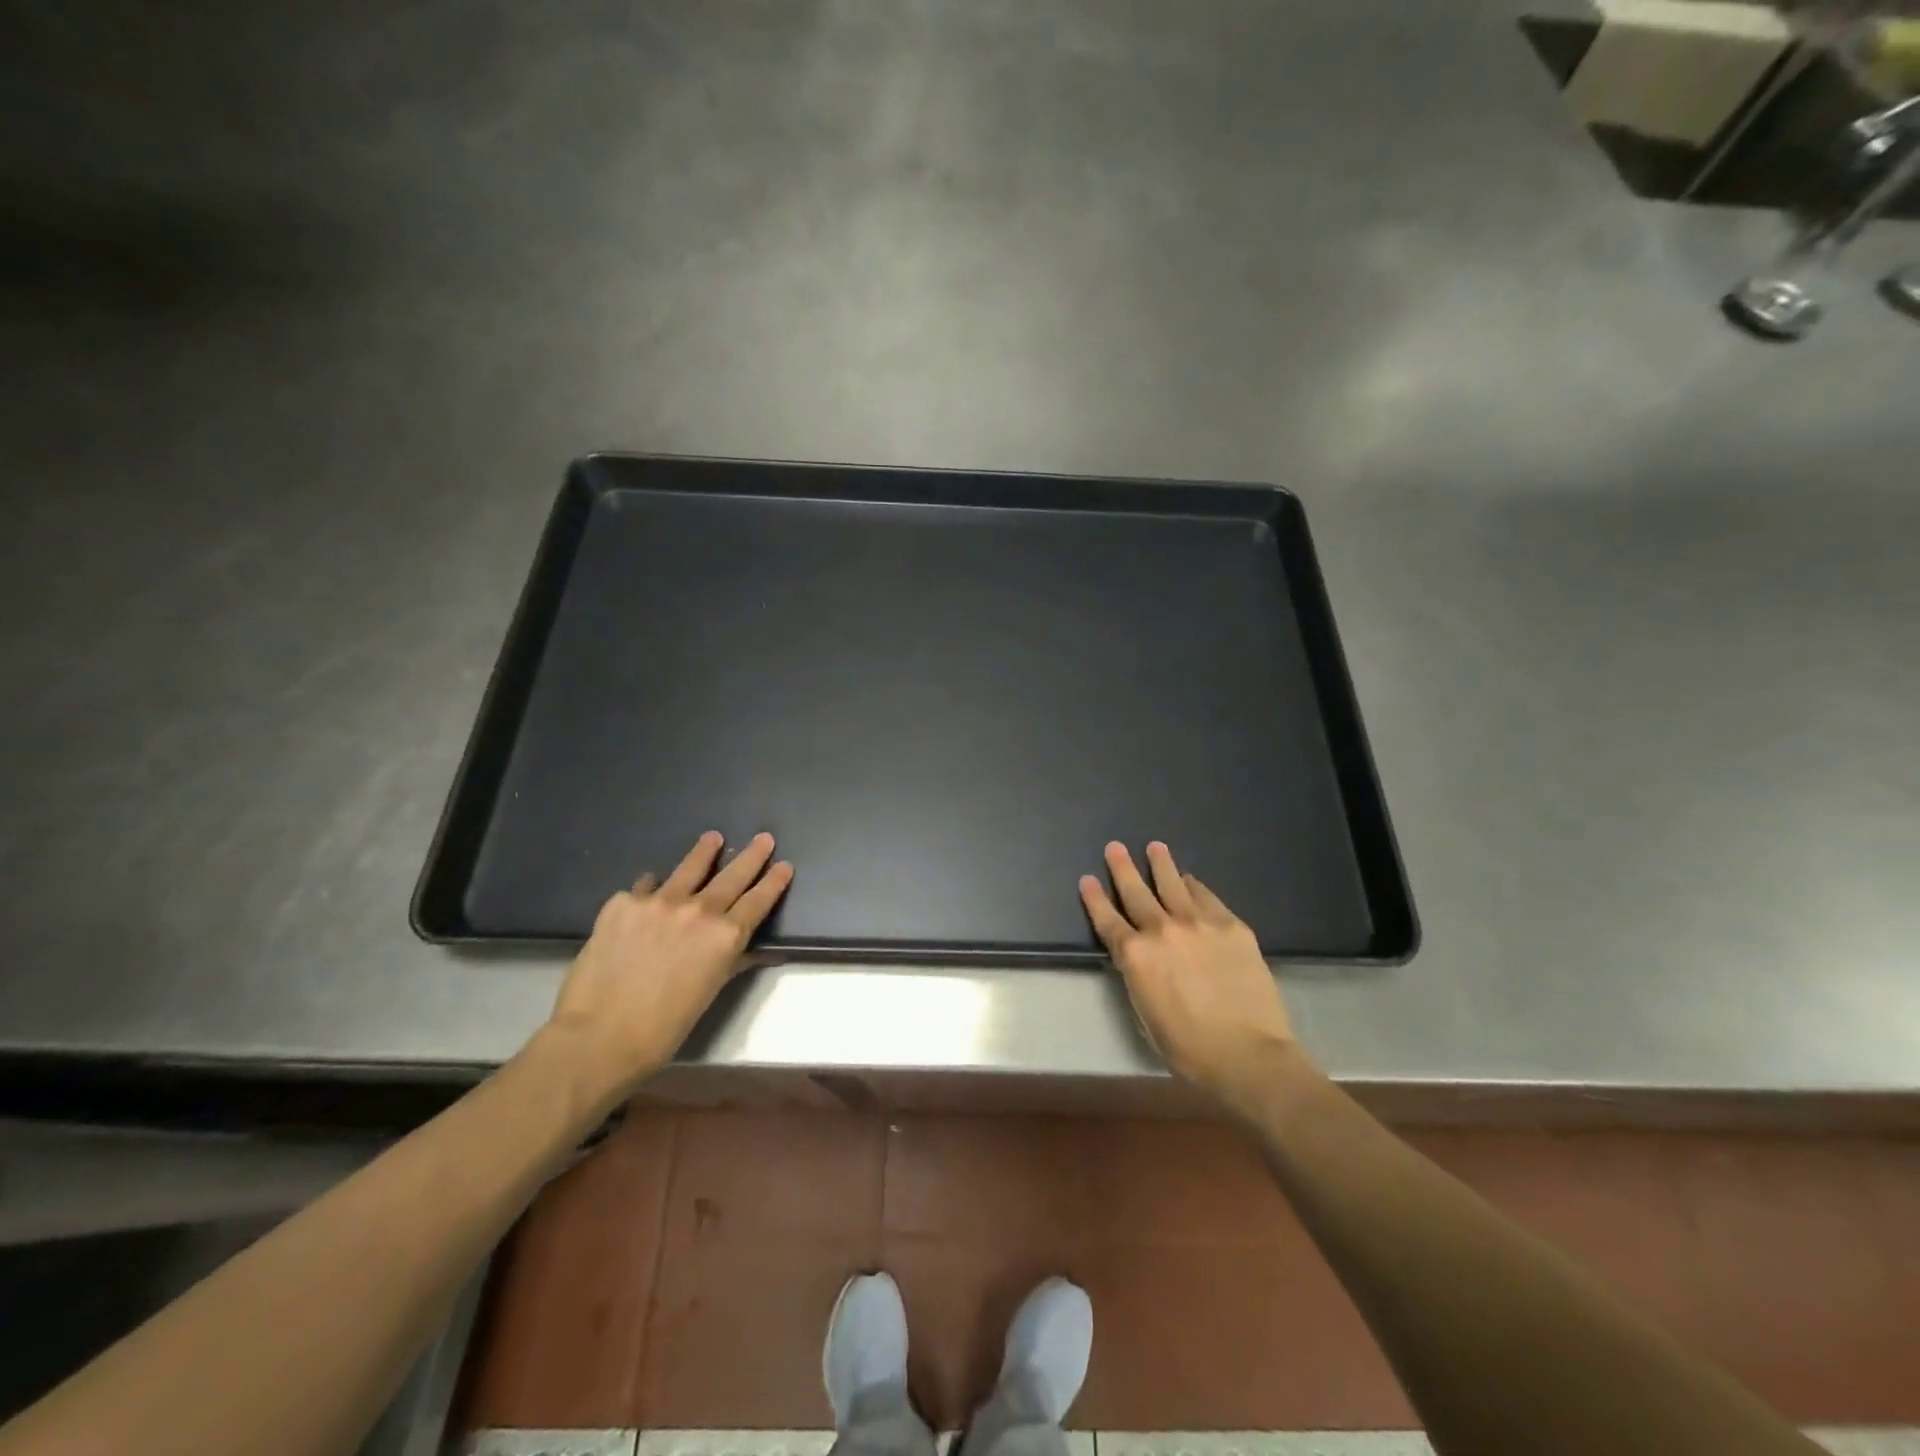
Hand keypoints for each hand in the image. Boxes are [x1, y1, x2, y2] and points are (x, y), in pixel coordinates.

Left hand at [543, 831, 792, 1101]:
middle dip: (752, 856)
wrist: (599, 1036)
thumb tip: (753, 950)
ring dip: (704, 852)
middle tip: (764, 838)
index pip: (758, 901)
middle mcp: (698, 910)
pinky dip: (651, 889)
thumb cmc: (663, 1028)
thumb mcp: (708, 993)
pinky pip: (643, 888)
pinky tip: (649, 891)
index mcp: (725, 936)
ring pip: (688, 868)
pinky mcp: (623, 903)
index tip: (785, 866)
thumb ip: (731, 962)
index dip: (773, 882)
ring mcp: (658, 902)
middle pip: (732, 876)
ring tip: (713, 838)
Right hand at [1080, 841, 1296, 1108]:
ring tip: (1155, 847)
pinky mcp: (1232, 926)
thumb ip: (1139, 979)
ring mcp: (1199, 923)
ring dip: (1161, 864)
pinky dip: (1195, 886)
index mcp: (1135, 956)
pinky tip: (1191, 880)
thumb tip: (1140, 959)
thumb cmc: (1190, 1049)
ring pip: (1173, 884)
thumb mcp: (1146, 1015)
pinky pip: (1207, 897)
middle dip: (1122, 868)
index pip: (1107, 920)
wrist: (1248, 1054)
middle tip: (1115, 847)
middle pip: (1136, 892)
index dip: (1094, 898)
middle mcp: (1162, 930)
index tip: (1087, 879)